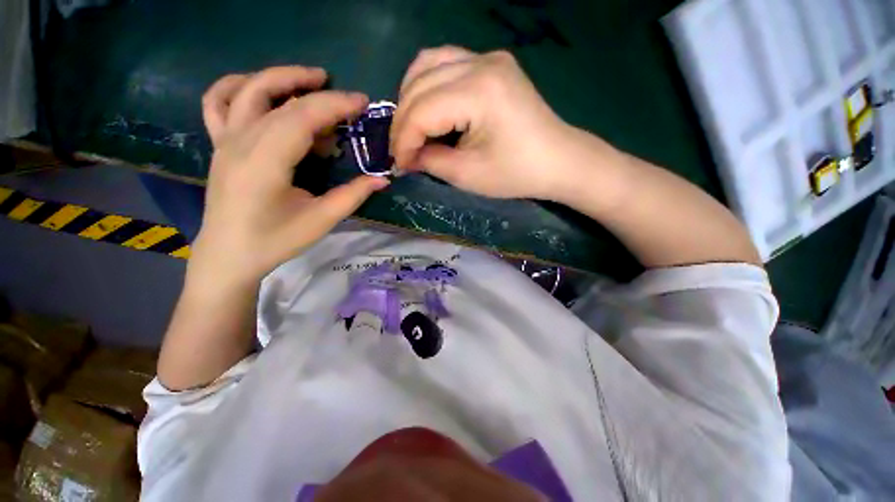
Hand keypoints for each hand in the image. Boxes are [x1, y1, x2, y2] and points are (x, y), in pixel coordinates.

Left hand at [193, 66, 388, 284]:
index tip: (362, 102)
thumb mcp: (321, 220)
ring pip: (247, 90)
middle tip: (345, 95)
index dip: (334, 105)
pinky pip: (218, 102)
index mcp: (265, 163)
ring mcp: (224, 140)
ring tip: (309, 80)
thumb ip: (352, 195)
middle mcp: (240, 143)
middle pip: (279, 99)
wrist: (229, 254)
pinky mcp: (219, 145)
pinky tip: (259, 87)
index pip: (301, 118)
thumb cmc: (275, 241)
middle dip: (317, 90)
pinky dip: (238, 85)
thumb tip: (382, 179)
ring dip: (280, 78)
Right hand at [390, 46, 581, 200]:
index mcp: (479, 91)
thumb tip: (407, 156)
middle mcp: (481, 62)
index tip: (399, 164)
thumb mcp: (468, 175)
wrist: (558, 160)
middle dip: (403, 122)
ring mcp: (488, 57)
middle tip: (401, 151)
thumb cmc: (517, 173)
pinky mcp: (492, 63)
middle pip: (420, 84)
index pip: (422, 111)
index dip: (403, 140)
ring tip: (410, 128)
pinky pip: (446, 63)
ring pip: (427, 64)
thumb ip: (430, 161)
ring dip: (410, 97)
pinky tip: (427, 107)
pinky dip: (428, 84)